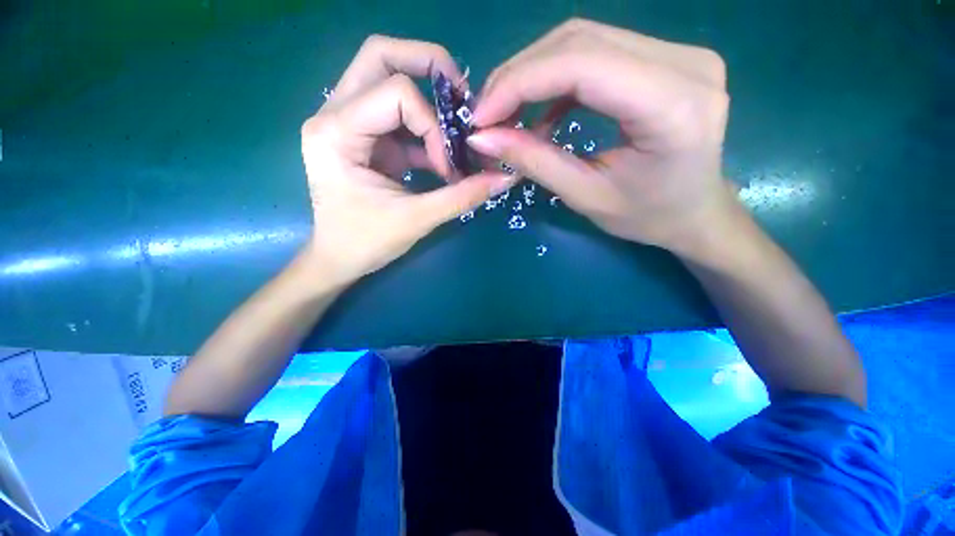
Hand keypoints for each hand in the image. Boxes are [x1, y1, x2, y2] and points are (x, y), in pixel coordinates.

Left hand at [301, 35, 515, 285]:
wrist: (339, 259)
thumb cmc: (366, 243)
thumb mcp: (417, 220)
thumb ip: (462, 197)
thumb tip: (505, 178)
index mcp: (336, 133)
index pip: (396, 93)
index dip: (433, 125)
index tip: (447, 166)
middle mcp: (334, 116)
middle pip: (380, 57)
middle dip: (427, 65)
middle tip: (459, 94)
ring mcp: (347, 124)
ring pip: (388, 79)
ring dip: (429, 101)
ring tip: (455, 131)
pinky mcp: (363, 138)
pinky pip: (398, 116)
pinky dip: (425, 131)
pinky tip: (441, 157)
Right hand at [466, 19, 738, 257]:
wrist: (695, 212)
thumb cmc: (647, 216)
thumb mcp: (586, 196)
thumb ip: (535, 162)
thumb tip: (482, 138)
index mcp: (673, 105)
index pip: (581, 63)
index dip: (519, 83)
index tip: (480, 117)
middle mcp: (684, 62)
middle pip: (579, 41)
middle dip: (519, 76)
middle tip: (486, 116)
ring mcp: (678, 52)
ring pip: (584, 40)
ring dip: (533, 74)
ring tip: (506, 113)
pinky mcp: (665, 57)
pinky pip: (596, 53)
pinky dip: (556, 78)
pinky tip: (541, 110)